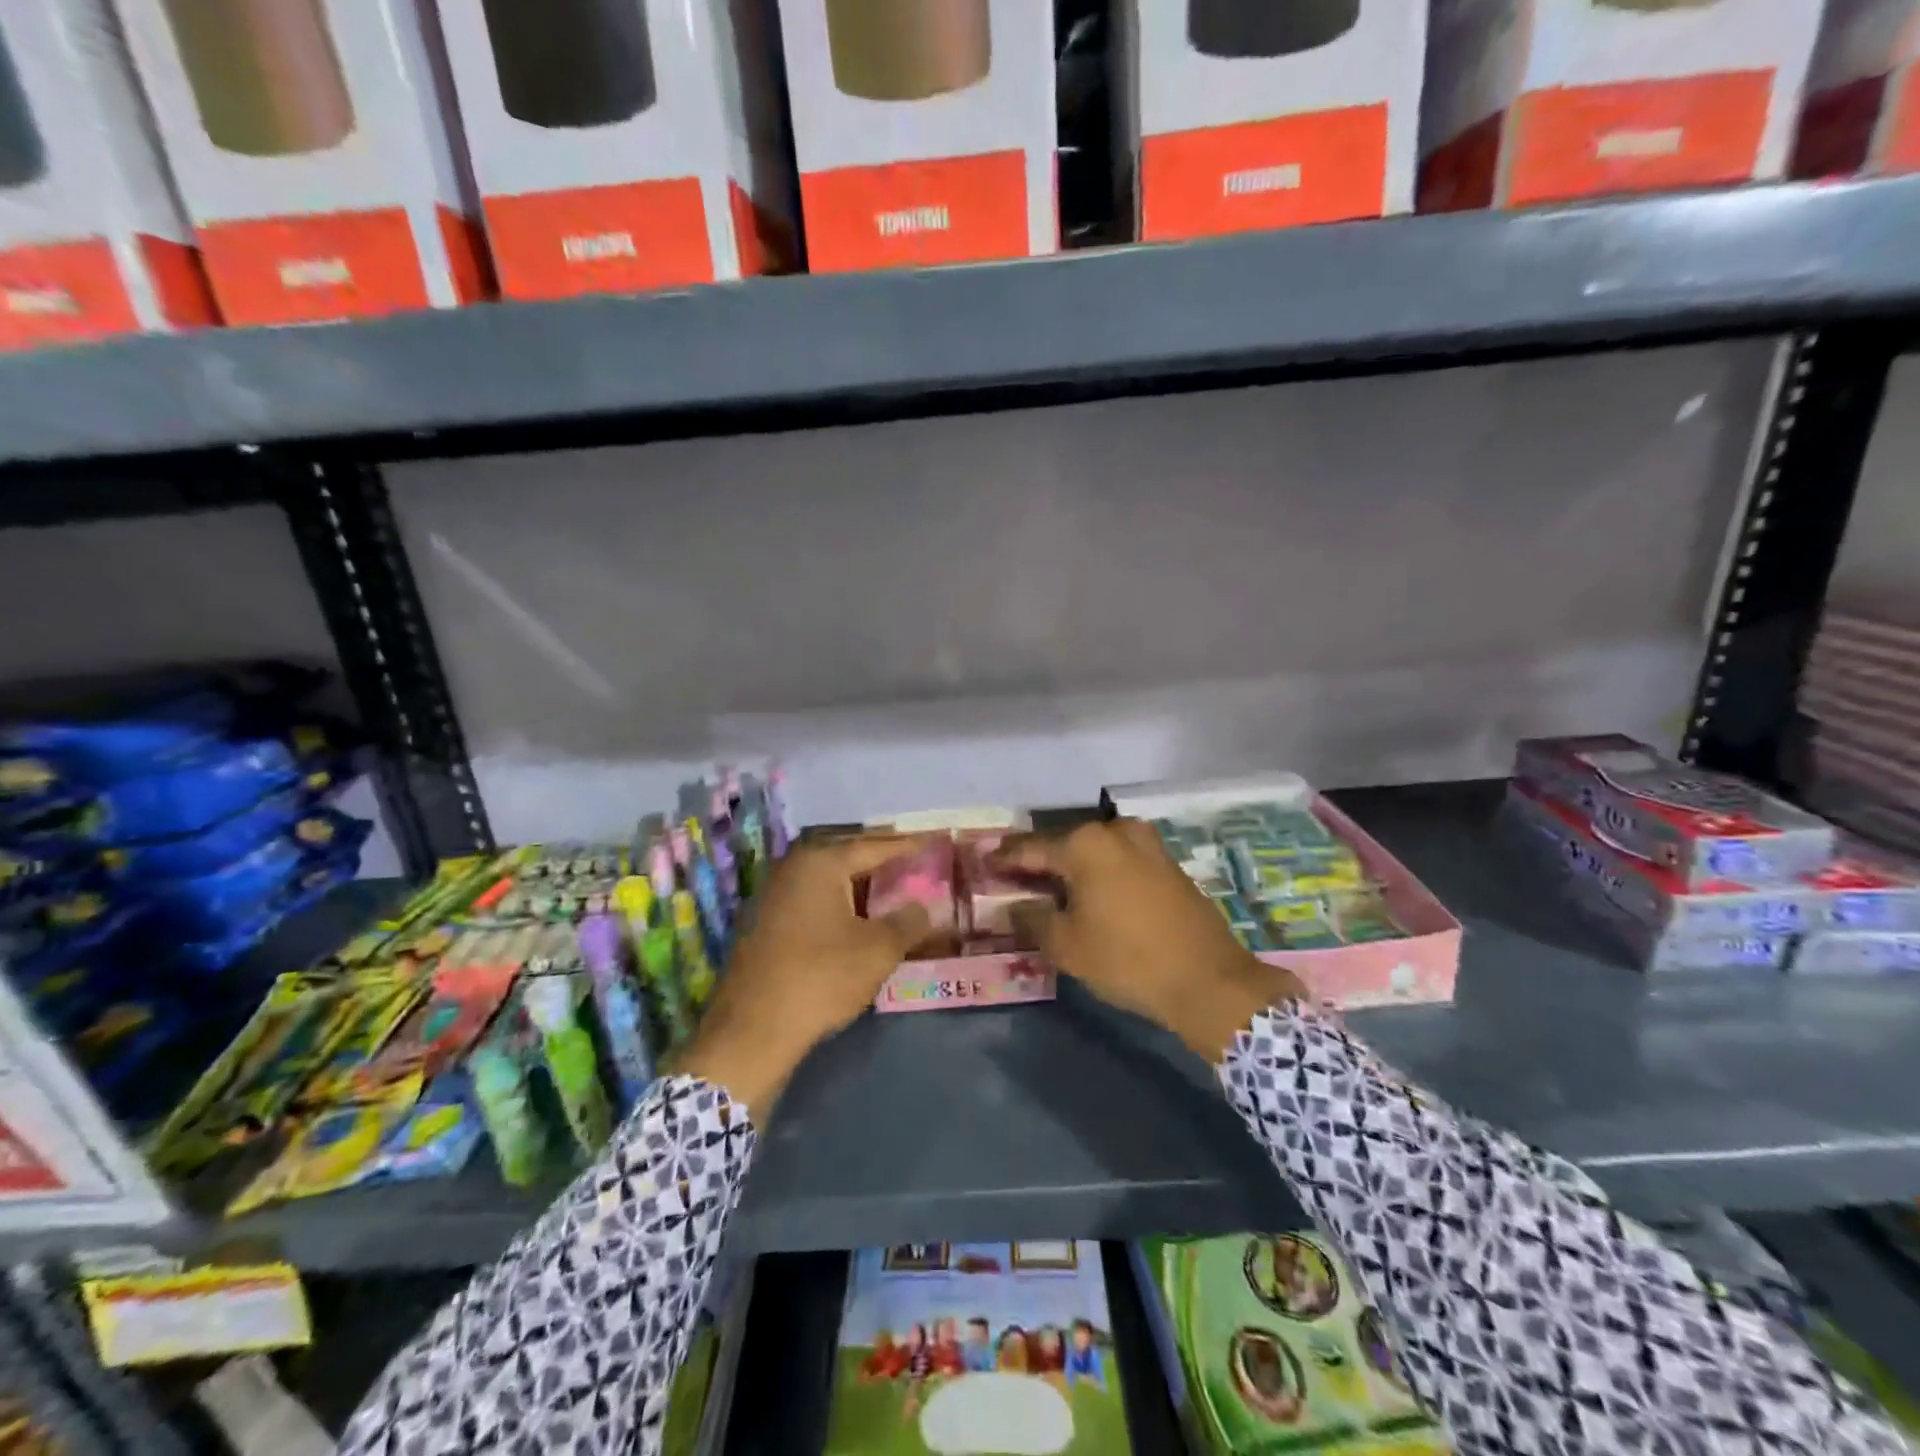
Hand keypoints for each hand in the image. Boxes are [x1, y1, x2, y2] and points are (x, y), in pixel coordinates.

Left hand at [676, 835, 931, 1119]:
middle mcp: (793, 868)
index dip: (906, 847)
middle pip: (848, 858)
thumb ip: (908, 921)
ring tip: (892, 893)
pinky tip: (857, 921)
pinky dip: (839, 905)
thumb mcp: (879, 950)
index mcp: (821, 863)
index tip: (932, 843)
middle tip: (913, 866)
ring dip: (860, 887)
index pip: (874, 846)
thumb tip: (923, 907)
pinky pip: (812, 902)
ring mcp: (773, 895)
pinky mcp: (765, 923)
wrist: (754, 1029)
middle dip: (881, 863)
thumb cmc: (822, 977)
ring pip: (829, 882)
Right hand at [994, 819, 1304, 1062]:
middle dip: (1039, 862)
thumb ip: (1032, 918)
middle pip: (1064, 844)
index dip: (1005, 859)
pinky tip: (1090, 893)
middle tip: (1015, 879)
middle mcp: (1115, 832)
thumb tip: (1012, 906)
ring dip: (1072, 867)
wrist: (1208, 979)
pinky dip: (1100, 872)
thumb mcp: (1067, 945)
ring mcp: (1147, 845)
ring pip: (1095, 851)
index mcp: (1085, 844)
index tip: (985, 864)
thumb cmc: (1127, 959)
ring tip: (1051, 888)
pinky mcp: (1167, 863)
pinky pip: (1120, 860)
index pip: (1031, 849)